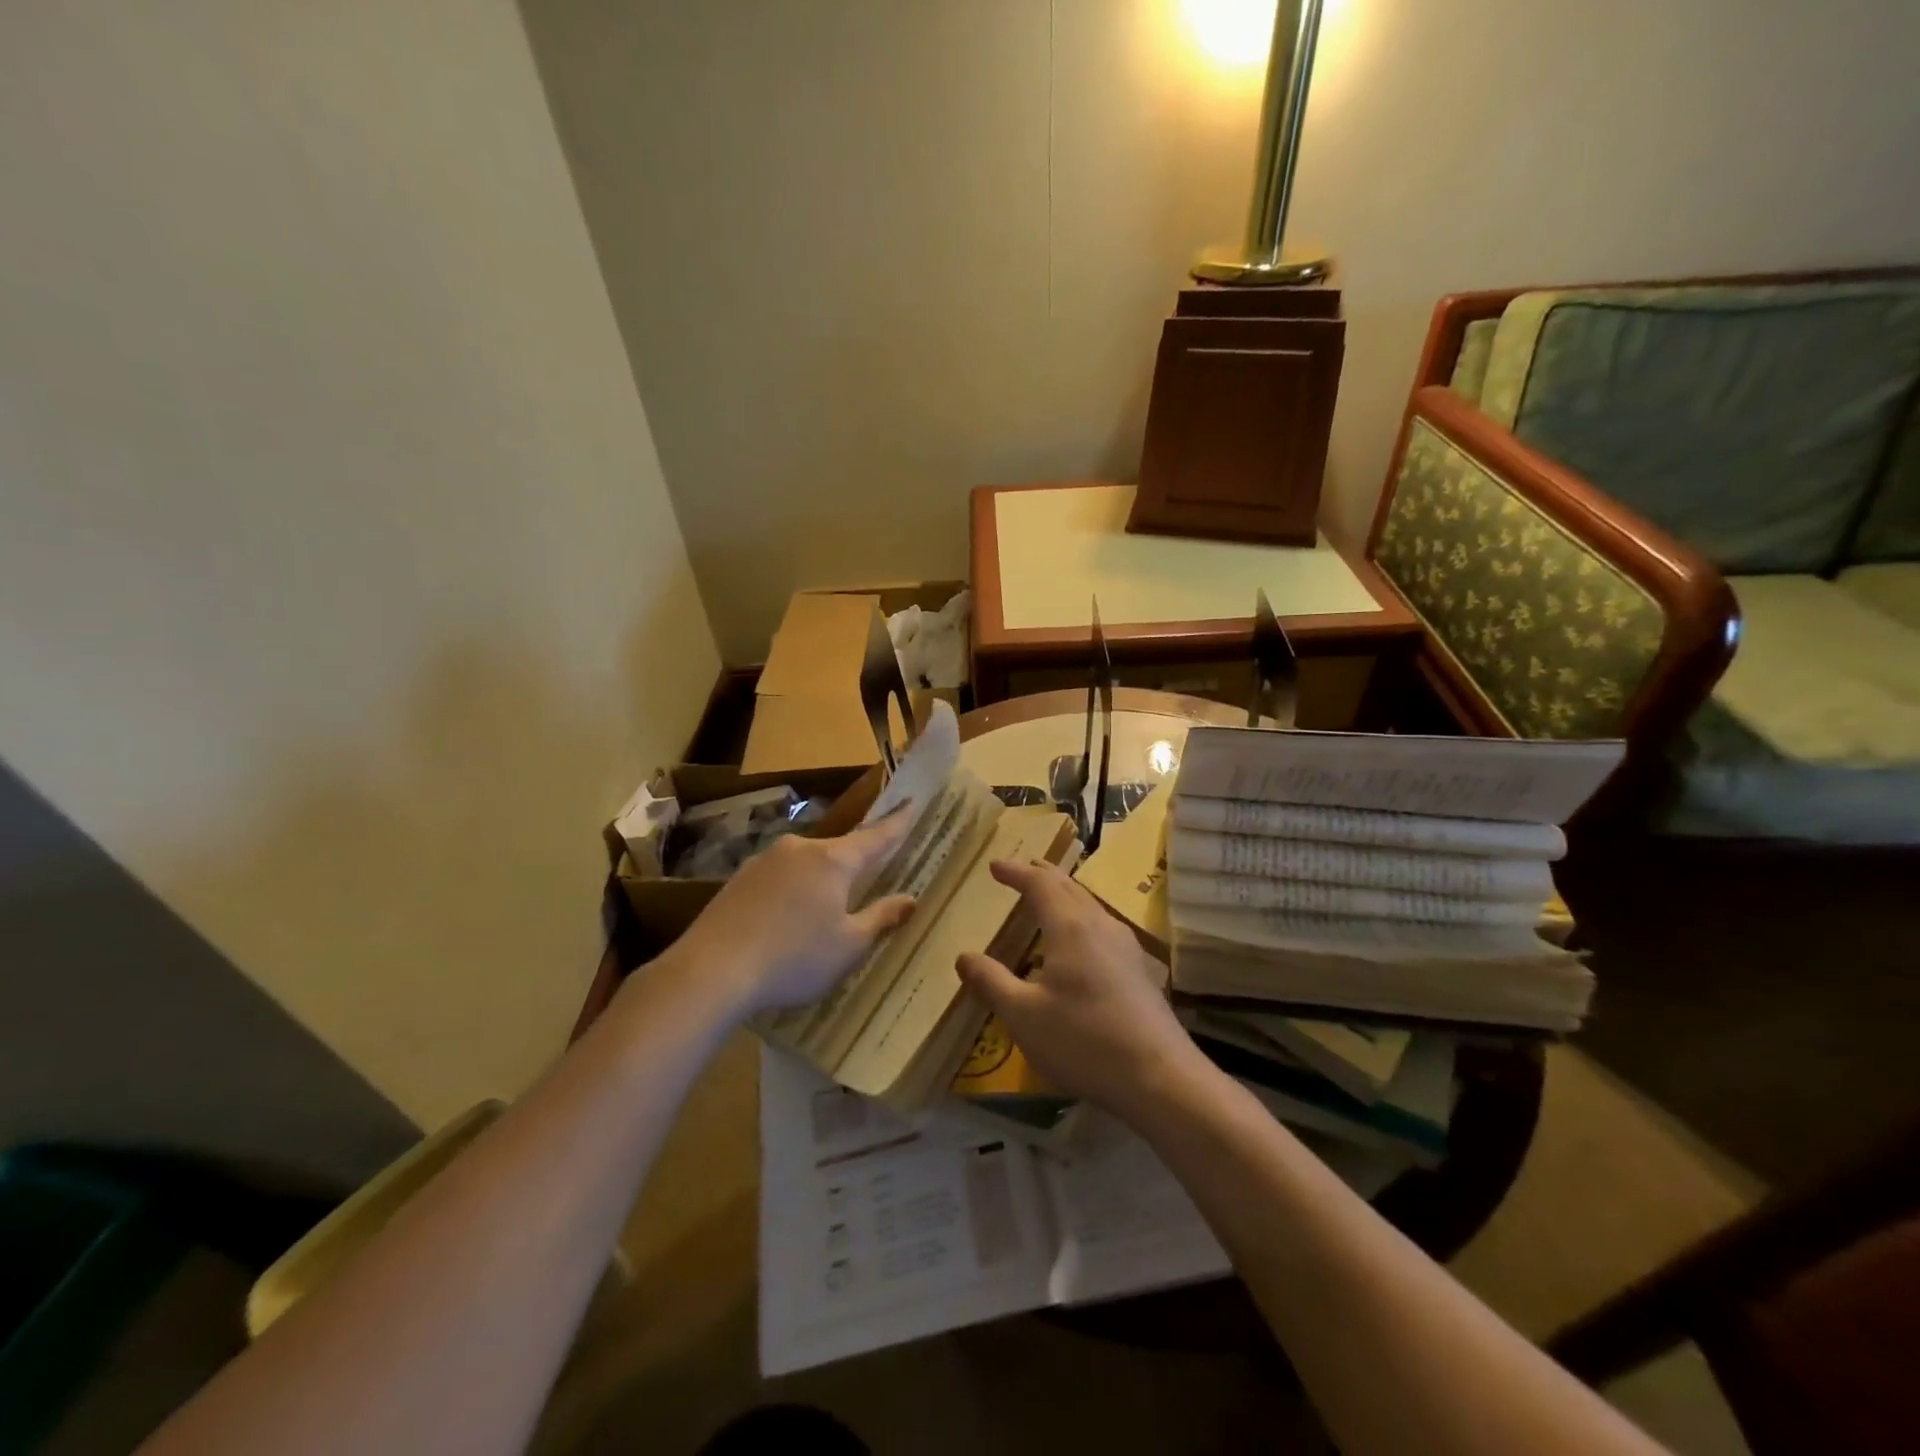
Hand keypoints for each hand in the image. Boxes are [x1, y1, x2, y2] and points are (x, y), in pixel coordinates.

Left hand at [669, 810, 917, 1018]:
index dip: (898, 822)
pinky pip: (778, 879)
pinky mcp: (739, 879)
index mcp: (833, 860)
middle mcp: (800, 848)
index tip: (912, 801)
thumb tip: (909, 899)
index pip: (876, 836)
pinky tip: (784, 923)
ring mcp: (765, 861)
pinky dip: (790, 894)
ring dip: (818, 882)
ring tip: (820, 915)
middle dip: (854, 864)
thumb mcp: (848, 947)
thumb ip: (881, 919)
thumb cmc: (793, 959)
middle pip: (838, 851)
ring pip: (805, 865)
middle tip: (866, 880)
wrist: (710, 971)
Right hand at [956, 860, 1208, 1119]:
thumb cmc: (1084, 1042)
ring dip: (1064, 894)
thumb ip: (991, 982)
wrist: (1161, 1078)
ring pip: (1089, 905)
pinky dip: (1080, 915)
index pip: (1040, 885)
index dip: (1016, 872)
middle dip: (1042, 875)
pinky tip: (1079, 939)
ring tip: (1047, 896)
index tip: (994, 866)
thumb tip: (964, 956)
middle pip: (1069, 887)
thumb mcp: (1023, 1016)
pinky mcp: (1138, 969)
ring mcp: (1125, 947)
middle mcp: (1100, 926)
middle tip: (1021, 869)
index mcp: (1071, 928)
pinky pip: (1102, 925)